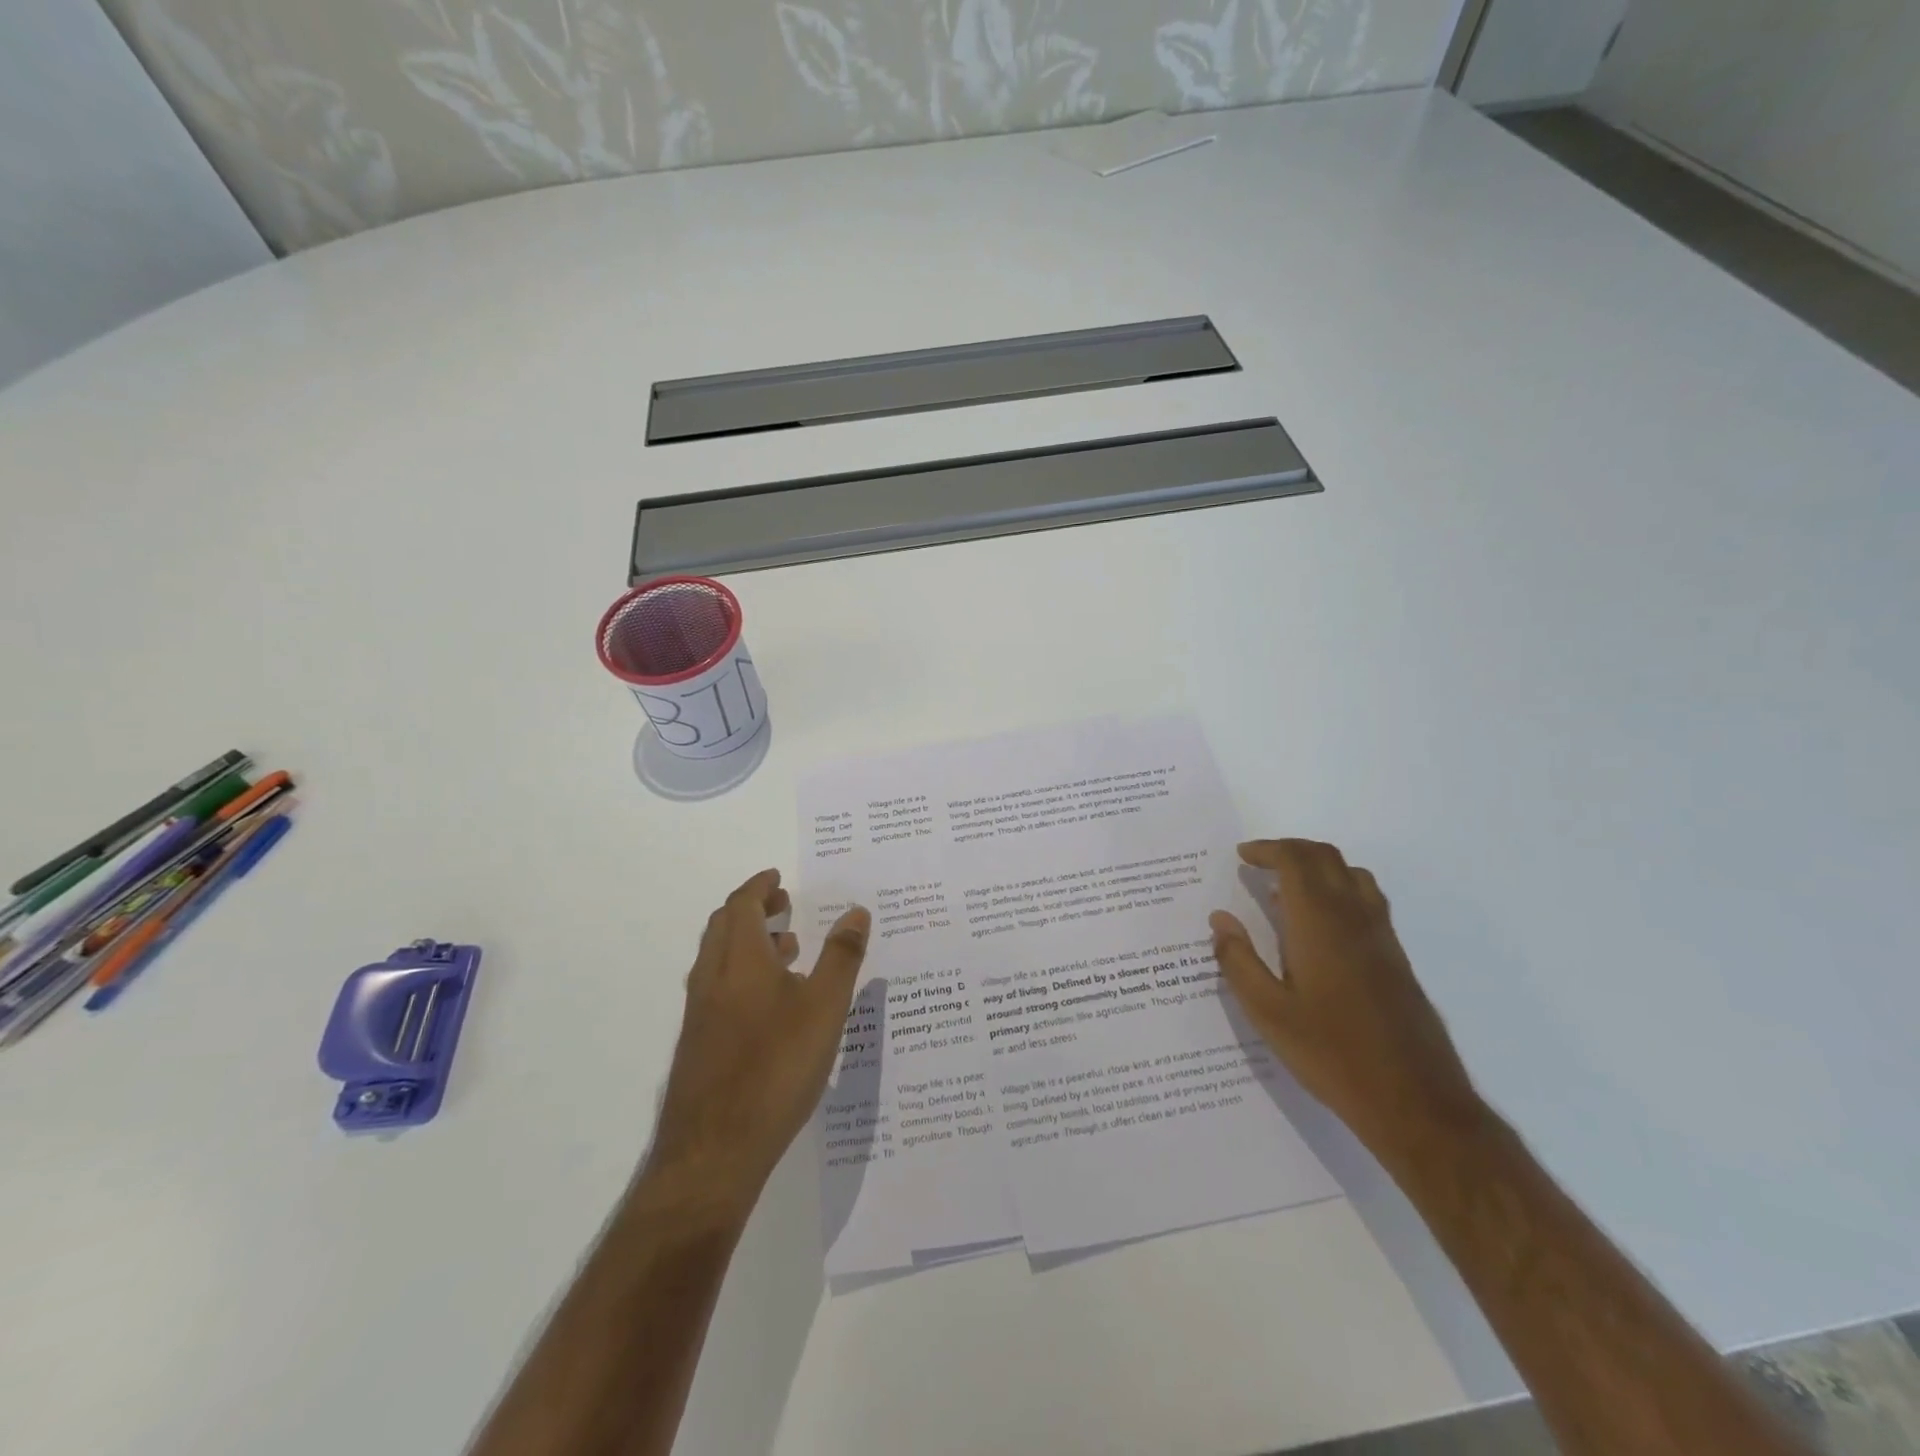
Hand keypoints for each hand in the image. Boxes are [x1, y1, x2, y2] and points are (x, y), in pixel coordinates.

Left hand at [644, 869, 870, 1213]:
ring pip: (720, 958)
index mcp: (739, 960)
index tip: (778, 877)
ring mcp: (700, 1013)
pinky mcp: (698, 1043)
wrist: (713, 1152)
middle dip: (753, 908)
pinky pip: (719, 987)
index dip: (760, 885)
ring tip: (788, 948)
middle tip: (784, 905)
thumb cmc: (776, 1068)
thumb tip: (856, 911)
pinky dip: (743, 972)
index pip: (742, 904)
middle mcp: (712, 978)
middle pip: (725, 926)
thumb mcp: (824, 1008)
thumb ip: (842, 957)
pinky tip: (772, 1004)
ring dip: (749, 941)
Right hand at [1209, 839, 1482, 1168]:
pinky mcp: (1396, 958)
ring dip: (1317, 867)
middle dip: (1290, 850)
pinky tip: (1318, 928)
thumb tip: (1220, 920)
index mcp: (1319, 924)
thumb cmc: (1331, 1054)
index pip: (1295, 861)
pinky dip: (1337, 889)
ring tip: (1285, 889)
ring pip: (1351, 874)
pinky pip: (1366, 900)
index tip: (1242, 855)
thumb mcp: (1268, 1013)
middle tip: (1258, 863)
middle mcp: (1354, 918)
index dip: (1267, 849)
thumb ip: (1238, 961)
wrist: (1415, 1102)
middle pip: (1326, 857)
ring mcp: (1381, 936)